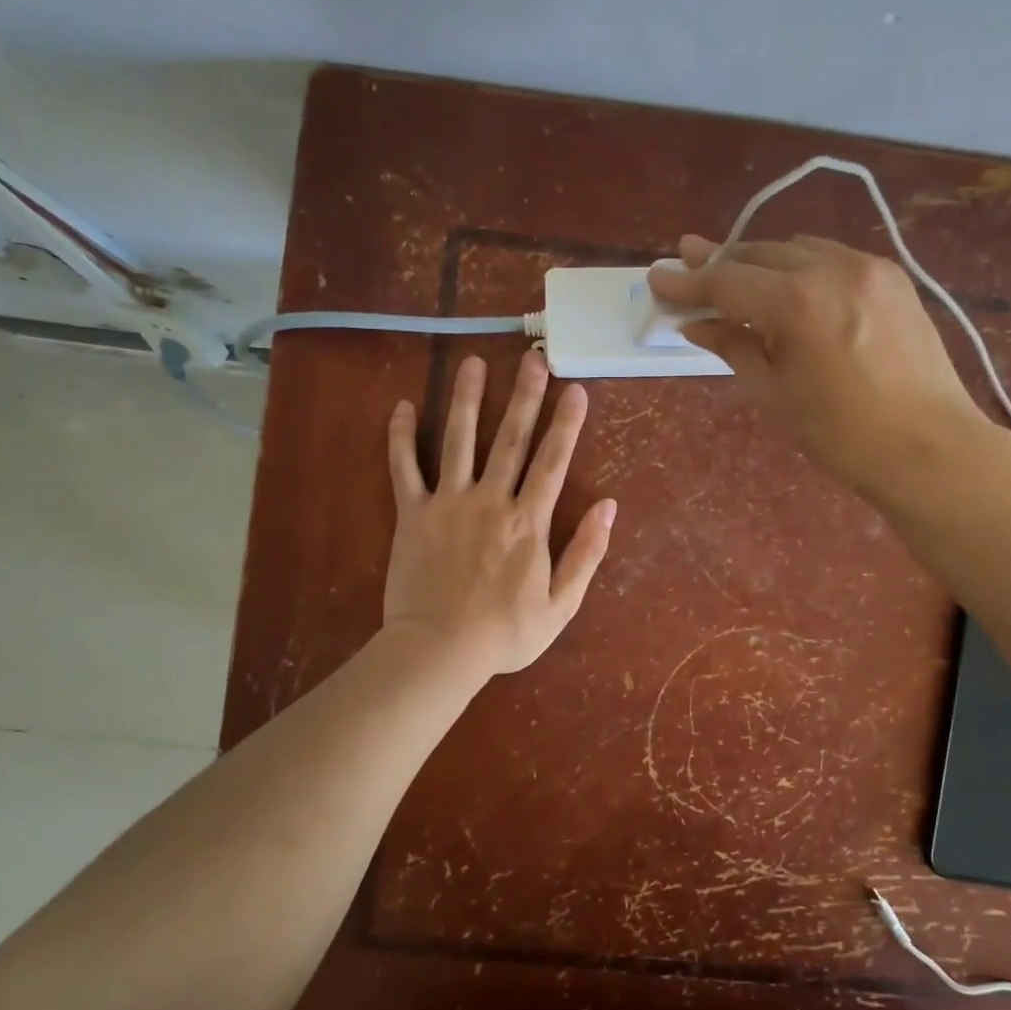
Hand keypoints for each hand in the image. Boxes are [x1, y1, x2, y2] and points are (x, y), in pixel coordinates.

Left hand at [384, 351, 616, 675]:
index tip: (575, 389)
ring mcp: (447, 503)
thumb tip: (608, 507)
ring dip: (467, 399)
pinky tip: (404, 406)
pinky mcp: (412, 515)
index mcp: (528, 522)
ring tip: (473, 363)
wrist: (440, 651)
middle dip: (524, 396)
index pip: (553, 462)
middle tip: (532, 358)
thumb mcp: (561, 604)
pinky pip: (404, 469)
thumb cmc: (506, 633)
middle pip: (510, 439)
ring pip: (458, 441)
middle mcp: (490, 501)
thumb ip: (586, 553)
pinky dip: (402, 437)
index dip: (566, 424)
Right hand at [647, 234, 991, 503]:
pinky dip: (800, 265)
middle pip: (759, 255)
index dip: (687, 282)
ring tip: (734, 272)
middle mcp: (831, 268)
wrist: (927, 446)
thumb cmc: (840, 434)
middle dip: (720, 261)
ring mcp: (867, 267)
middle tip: (686, 260)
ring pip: (797, 250)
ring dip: (760, 260)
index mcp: (797, 303)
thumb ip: (734, 347)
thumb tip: (698, 325)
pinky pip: (831, 257)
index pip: (726, 282)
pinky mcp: (892, 276)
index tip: (657, 276)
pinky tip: (788, 282)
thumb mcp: (774, 394)